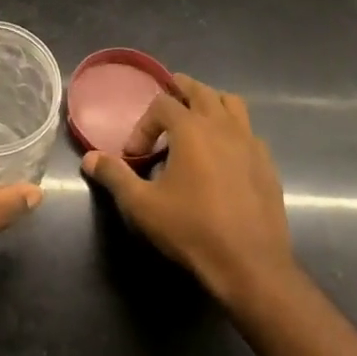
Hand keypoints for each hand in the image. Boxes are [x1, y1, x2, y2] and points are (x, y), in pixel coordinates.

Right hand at [80, 74, 295, 307]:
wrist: (250, 264)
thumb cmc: (192, 229)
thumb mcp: (143, 205)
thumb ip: (115, 176)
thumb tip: (89, 159)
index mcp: (191, 128)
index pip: (162, 104)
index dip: (144, 125)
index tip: (135, 155)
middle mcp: (222, 125)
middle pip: (200, 91)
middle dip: (180, 92)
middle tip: (165, 106)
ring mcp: (250, 142)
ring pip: (231, 104)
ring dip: (211, 103)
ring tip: (196, 120)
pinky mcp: (267, 163)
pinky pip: (249, 131)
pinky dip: (233, 130)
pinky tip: (223, 156)